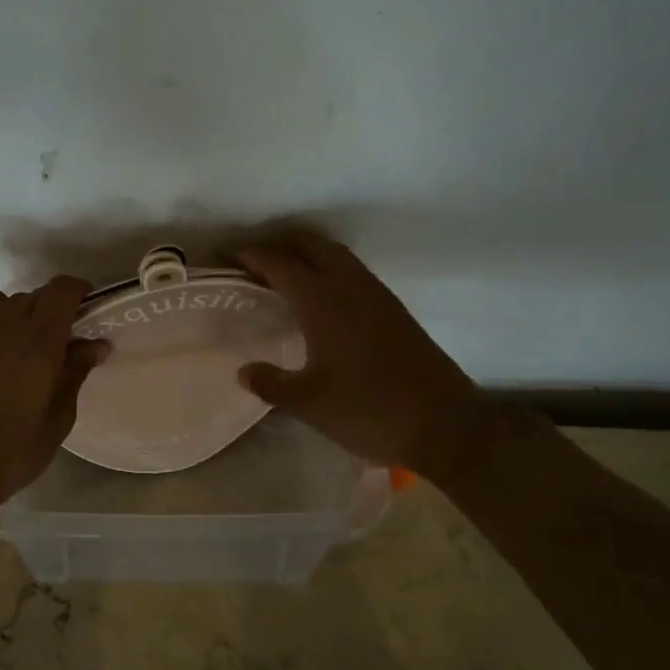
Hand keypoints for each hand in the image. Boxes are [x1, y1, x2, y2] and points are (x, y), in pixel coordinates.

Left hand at [0, 276, 107, 513]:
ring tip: (32, 344)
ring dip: (28, 312)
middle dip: (59, 310)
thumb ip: (75, 374)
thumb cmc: (10, 452)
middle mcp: (8, 324)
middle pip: (39, 295)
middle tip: (68, 344)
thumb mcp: (57, 419)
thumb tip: (95, 345)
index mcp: (40, 340)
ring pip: (11, 300)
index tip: (92, 314)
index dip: (81, 292)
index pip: (63, 290)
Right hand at [232, 232, 493, 478]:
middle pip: (308, 244)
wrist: (447, 426)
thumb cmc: (371, 411)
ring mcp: (376, 294)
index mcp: (324, 302)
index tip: (222, 256)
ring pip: (334, 254)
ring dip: (304, 253)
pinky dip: (326, 268)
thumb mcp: (311, 404)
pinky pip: (351, 270)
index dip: (247, 255)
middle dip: (276, 244)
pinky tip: (320, 298)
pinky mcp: (394, 309)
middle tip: (249, 261)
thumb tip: (243, 371)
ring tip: (280, 274)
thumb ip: (272, 384)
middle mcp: (350, 286)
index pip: (278, 263)